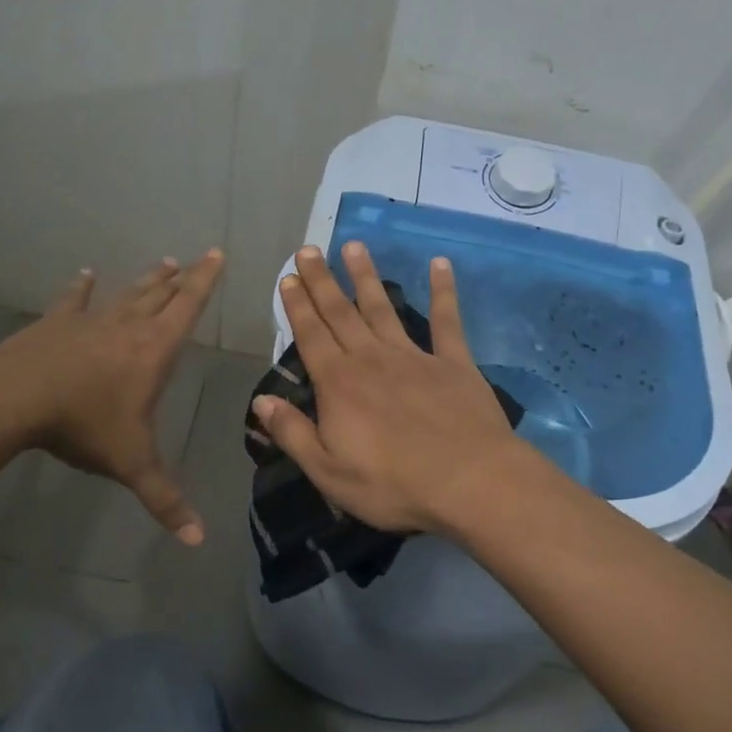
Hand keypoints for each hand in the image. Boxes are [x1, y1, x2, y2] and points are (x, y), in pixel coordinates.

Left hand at [0, 250, 224, 543]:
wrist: (17, 397)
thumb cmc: (83, 424)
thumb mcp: (130, 463)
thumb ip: (164, 499)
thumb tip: (196, 540)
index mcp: (153, 350)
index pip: (188, 306)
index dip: (205, 281)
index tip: (216, 254)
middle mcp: (128, 326)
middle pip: (160, 294)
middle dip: (180, 278)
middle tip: (192, 260)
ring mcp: (91, 320)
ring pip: (126, 294)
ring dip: (146, 281)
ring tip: (162, 263)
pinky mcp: (58, 323)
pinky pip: (75, 300)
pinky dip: (82, 287)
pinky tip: (86, 274)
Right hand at [252, 242, 527, 535]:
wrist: (470, 483)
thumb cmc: (393, 485)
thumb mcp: (329, 471)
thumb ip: (293, 433)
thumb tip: (260, 401)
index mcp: (339, 384)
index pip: (311, 336)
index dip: (297, 306)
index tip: (288, 277)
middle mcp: (371, 359)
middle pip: (340, 313)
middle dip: (322, 281)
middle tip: (308, 249)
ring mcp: (414, 356)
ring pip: (383, 308)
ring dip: (366, 277)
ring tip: (353, 246)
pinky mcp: (453, 363)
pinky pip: (446, 321)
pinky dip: (443, 291)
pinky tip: (440, 264)